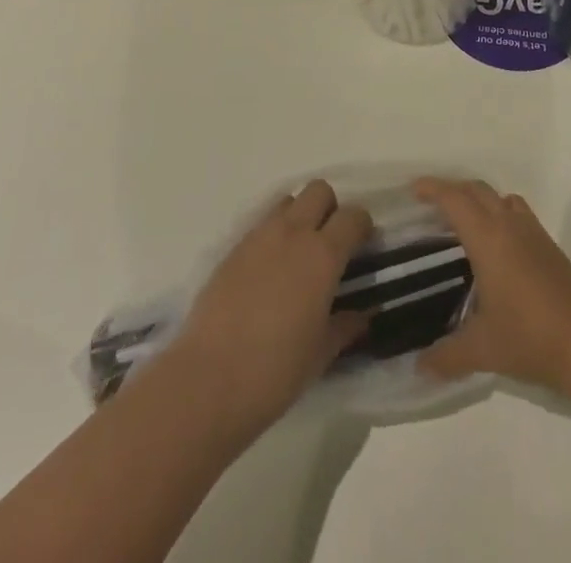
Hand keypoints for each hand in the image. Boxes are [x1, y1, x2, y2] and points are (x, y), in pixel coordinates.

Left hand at [169, 180, 372, 437]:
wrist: (207, 380)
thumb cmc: (275, 371)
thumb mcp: (320, 354)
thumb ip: (345, 327)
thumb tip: (362, 316)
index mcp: (323, 255)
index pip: (353, 216)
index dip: (362, 227)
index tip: (363, 247)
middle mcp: (293, 233)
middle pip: (319, 191)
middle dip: (330, 209)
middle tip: (330, 244)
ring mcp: (259, 237)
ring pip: (288, 201)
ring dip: (299, 216)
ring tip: (298, 255)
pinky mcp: (232, 249)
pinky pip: (261, 225)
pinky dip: (272, 236)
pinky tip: (268, 273)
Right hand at [413, 177, 570, 398]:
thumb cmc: (529, 335)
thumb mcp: (482, 348)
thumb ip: (447, 355)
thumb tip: (419, 366)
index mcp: (487, 237)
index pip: (455, 199)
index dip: (433, 189)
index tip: (414, 189)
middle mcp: (509, 225)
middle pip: (477, 190)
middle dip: (453, 190)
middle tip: (432, 204)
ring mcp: (533, 233)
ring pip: (501, 199)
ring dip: (480, 199)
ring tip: (464, 221)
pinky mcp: (549, 246)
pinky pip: (518, 214)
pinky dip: (500, 215)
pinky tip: (497, 247)